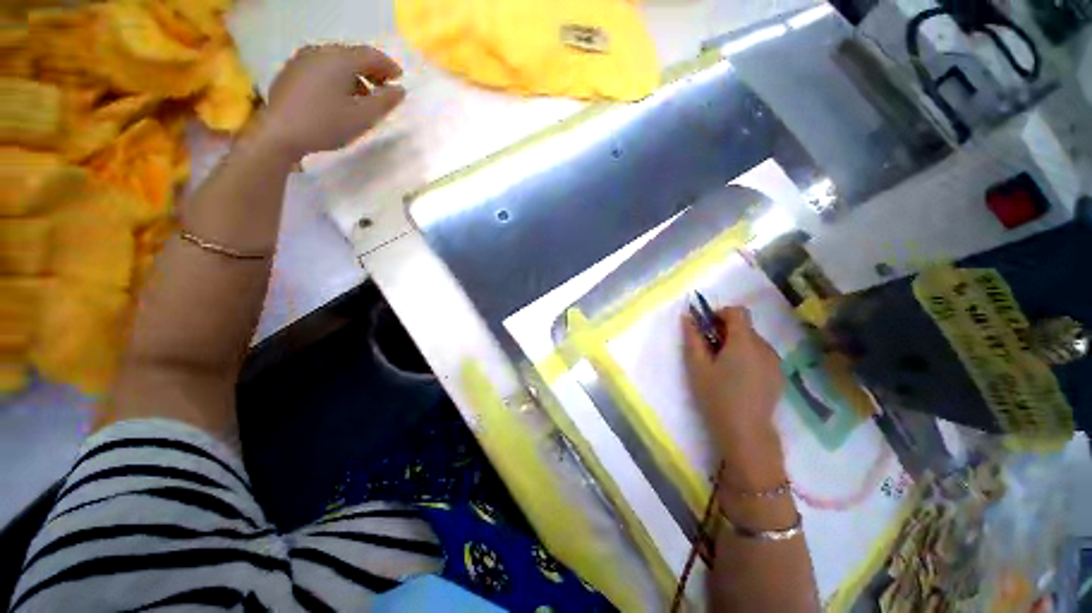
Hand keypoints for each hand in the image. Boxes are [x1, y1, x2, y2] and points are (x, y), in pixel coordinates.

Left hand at [257, 44, 404, 159]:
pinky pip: (323, 68)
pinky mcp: (292, 72)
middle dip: (371, 70)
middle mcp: (320, 52)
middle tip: (384, 87)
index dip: (388, 66)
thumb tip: (399, 90)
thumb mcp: (363, 117)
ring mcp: (303, 60)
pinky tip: (341, 96)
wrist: (280, 133)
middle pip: (352, 55)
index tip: (400, 78)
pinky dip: (338, 77)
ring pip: (336, 62)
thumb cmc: (326, 124)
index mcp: (338, 59)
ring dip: (355, 75)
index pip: (370, 55)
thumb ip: (385, 102)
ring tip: (365, 96)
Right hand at [683, 306, 784, 466]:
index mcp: (744, 341)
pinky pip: (761, 354)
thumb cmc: (717, 396)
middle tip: (709, 350)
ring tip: (723, 366)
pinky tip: (738, 377)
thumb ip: (692, 338)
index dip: (720, 313)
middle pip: (745, 326)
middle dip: (725, 331)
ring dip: (737, 344)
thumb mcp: (697, 366)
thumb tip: (688, 317)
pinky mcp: (779, 374)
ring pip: (753, 341)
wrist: (746, 431)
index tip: (706, 328)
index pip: (737, 311)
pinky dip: (748, 356)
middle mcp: (764, 346)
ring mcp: (775, 361)